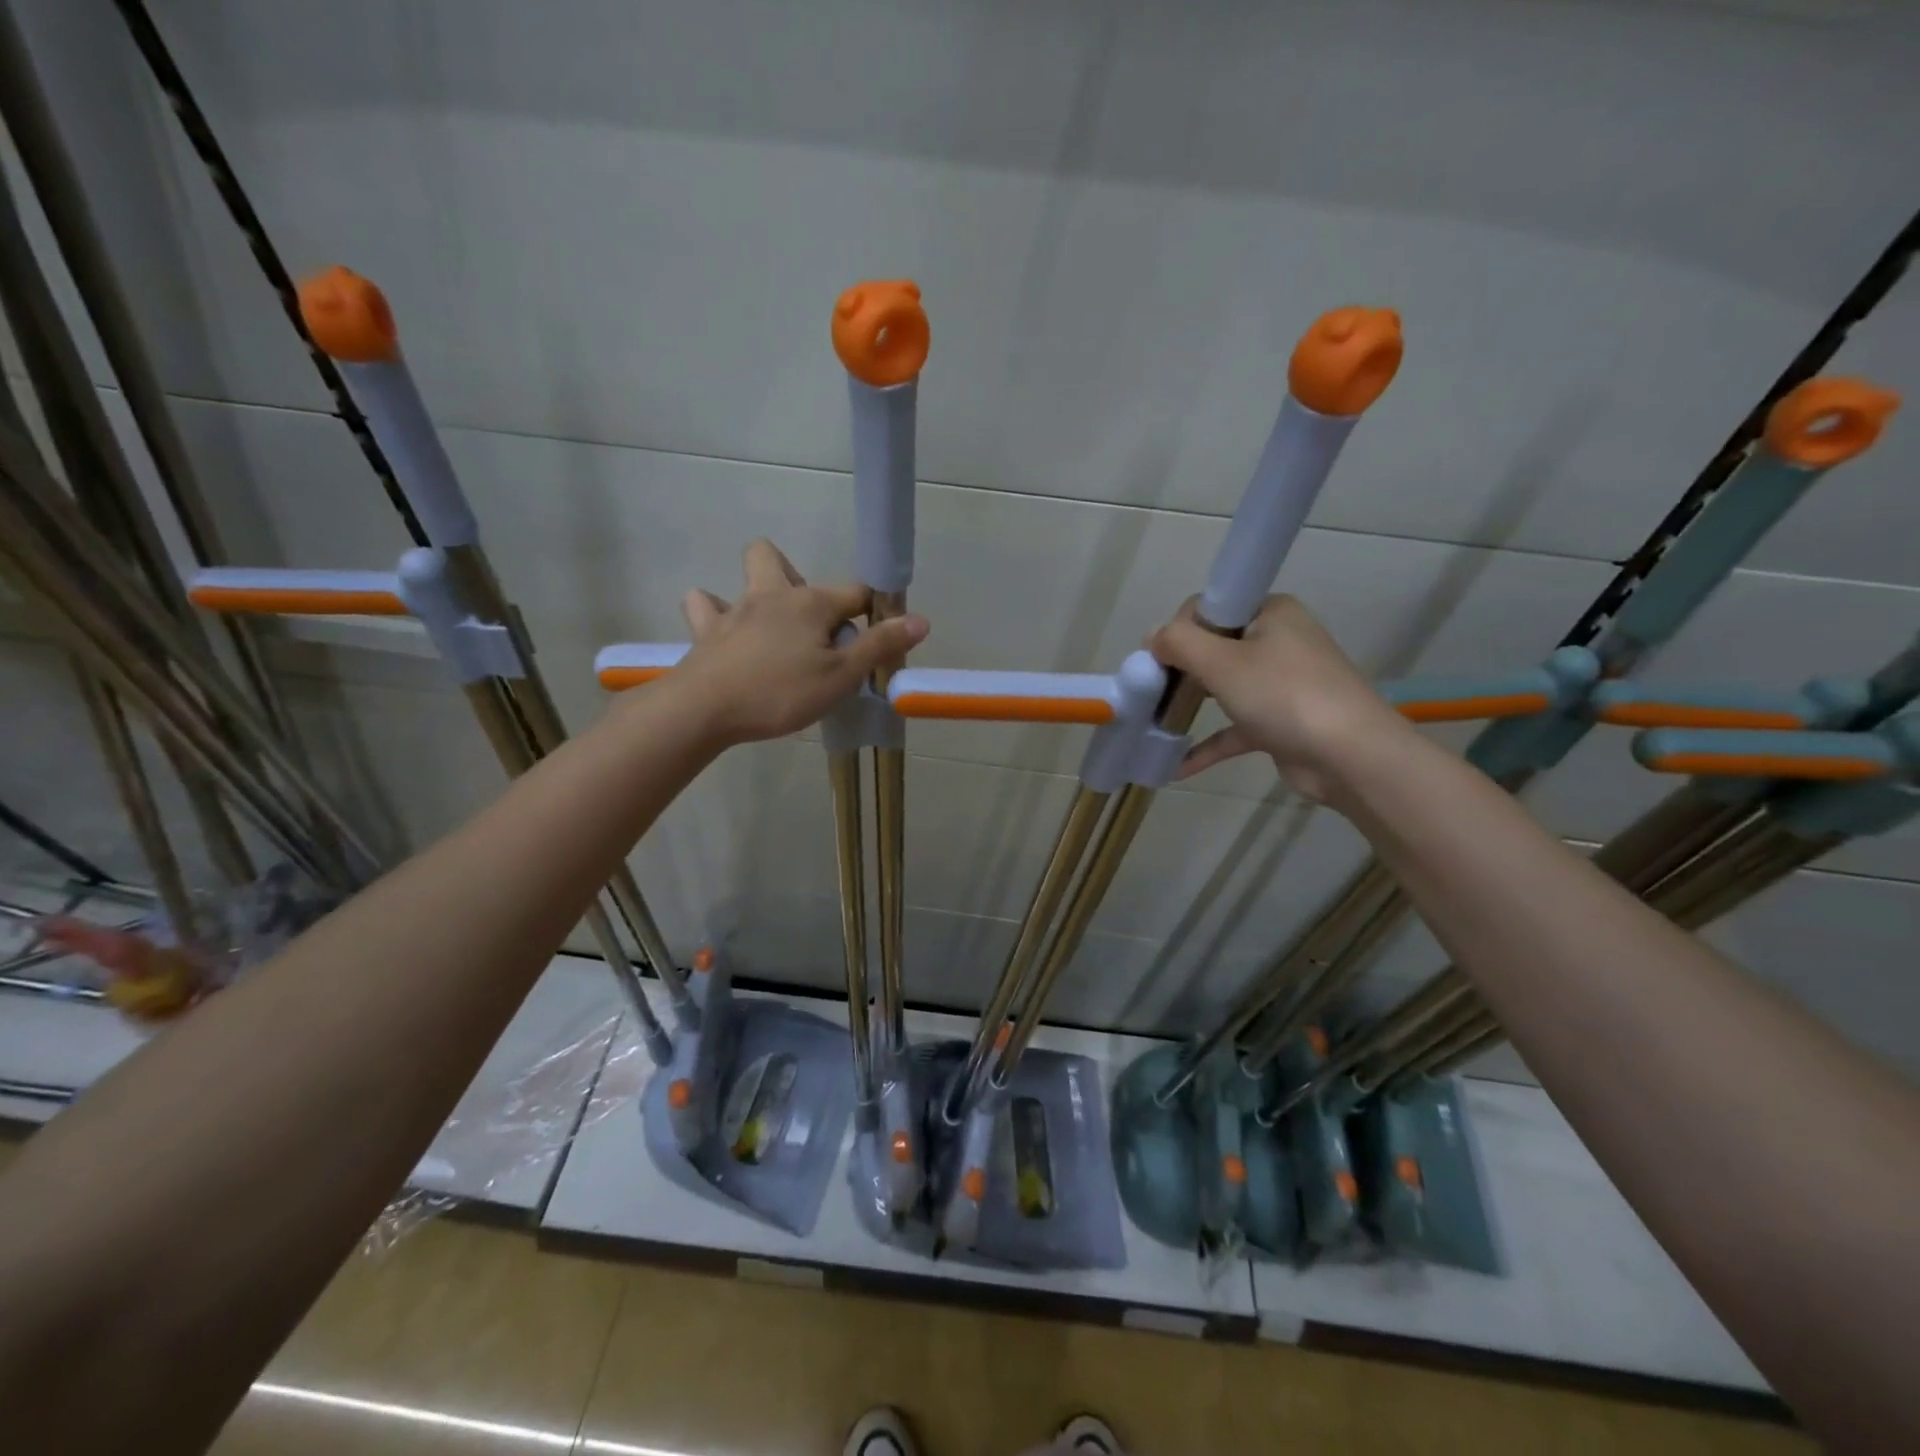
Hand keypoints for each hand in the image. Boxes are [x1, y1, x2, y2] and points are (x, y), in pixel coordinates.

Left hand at [667, 539, 928, 745]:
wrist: (703, 710)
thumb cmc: (779, 693)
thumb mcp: (840, 677)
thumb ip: (879, 646)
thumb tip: (921, 620)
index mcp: (810, 603)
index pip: (855, 592)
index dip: (873, 611)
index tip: (879, 638)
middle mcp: (771, 595)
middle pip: (781, 560)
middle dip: (799, 580)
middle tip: (812, 625)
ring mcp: (733, 610)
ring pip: (743, 577)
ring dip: (758, 591)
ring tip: (771, 627)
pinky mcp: (705, 632)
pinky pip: (705, 607)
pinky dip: (716, 614)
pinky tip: (728, 634)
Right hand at [1149, 595, 1409, 802]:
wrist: (1350, 757)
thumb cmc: (1283, 696)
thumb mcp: (1221, 662)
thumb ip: (1179, 643)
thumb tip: (1152, 637)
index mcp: (1270, 613)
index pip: (1210, 609)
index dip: (1178, 631)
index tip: (1156, 660)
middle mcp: (1278, 642)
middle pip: (1214, 648)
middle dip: (1179, 671)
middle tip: (1151, 692)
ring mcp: (1282, 684)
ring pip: (1223, 688)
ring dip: (1190, 705)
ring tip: (1154, 722)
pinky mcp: (1281, 723)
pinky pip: (1234, 728)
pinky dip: (1207, 744)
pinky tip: (1176, 765)